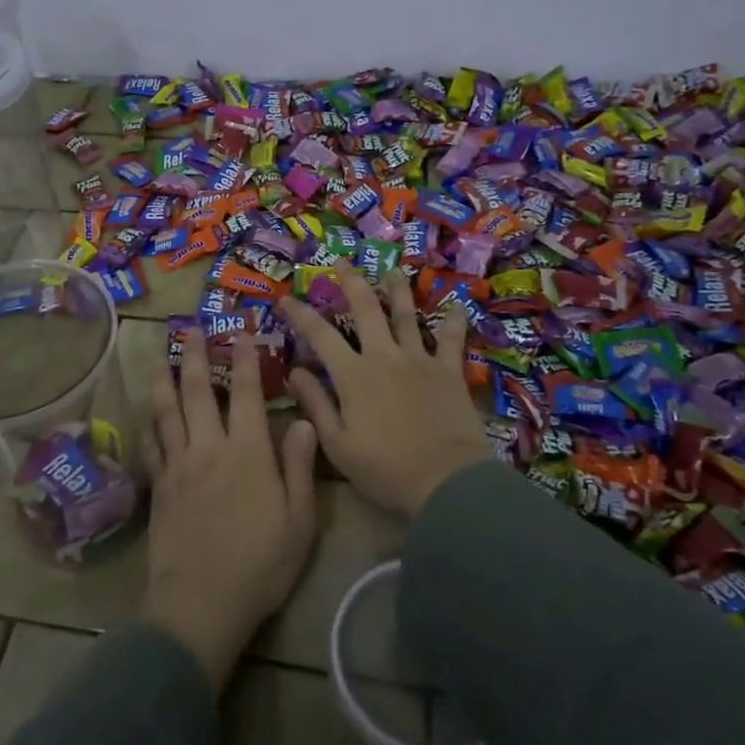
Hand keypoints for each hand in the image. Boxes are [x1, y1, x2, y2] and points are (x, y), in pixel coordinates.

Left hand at [141, 331, 318, 694]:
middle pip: (196, 392)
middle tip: (190, 329)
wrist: (201, 603)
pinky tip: (147, 416)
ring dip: (163, 380)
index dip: (244, 360)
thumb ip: (298, 467)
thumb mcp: (298, 520)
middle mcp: (208, 449)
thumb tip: (303, 421)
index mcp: (247, 452)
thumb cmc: (260, 565)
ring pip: (166, 412)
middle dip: (194, 356)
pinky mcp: (158, 488)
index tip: (241, 333)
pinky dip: (150, 425)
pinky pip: (151, 446)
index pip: (244, 394)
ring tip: (159, 357)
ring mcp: (178, 467)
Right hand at [281, 264, 491, 517]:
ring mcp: (419, 360)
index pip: (319, 334)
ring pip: (406, 315)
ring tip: (392, 270)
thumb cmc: (385, 470)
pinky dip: (454, 322)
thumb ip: (315, 404)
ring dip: (397, 290)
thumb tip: (294, 371)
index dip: (300, 314)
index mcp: (353, 375)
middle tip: (341, 262)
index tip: (286, 298)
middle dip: (351, 282)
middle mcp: (384, 356)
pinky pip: (451, 340)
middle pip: (365, 309)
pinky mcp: (449, 372)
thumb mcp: (337, 444)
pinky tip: (458, 306)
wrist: (447, 482)